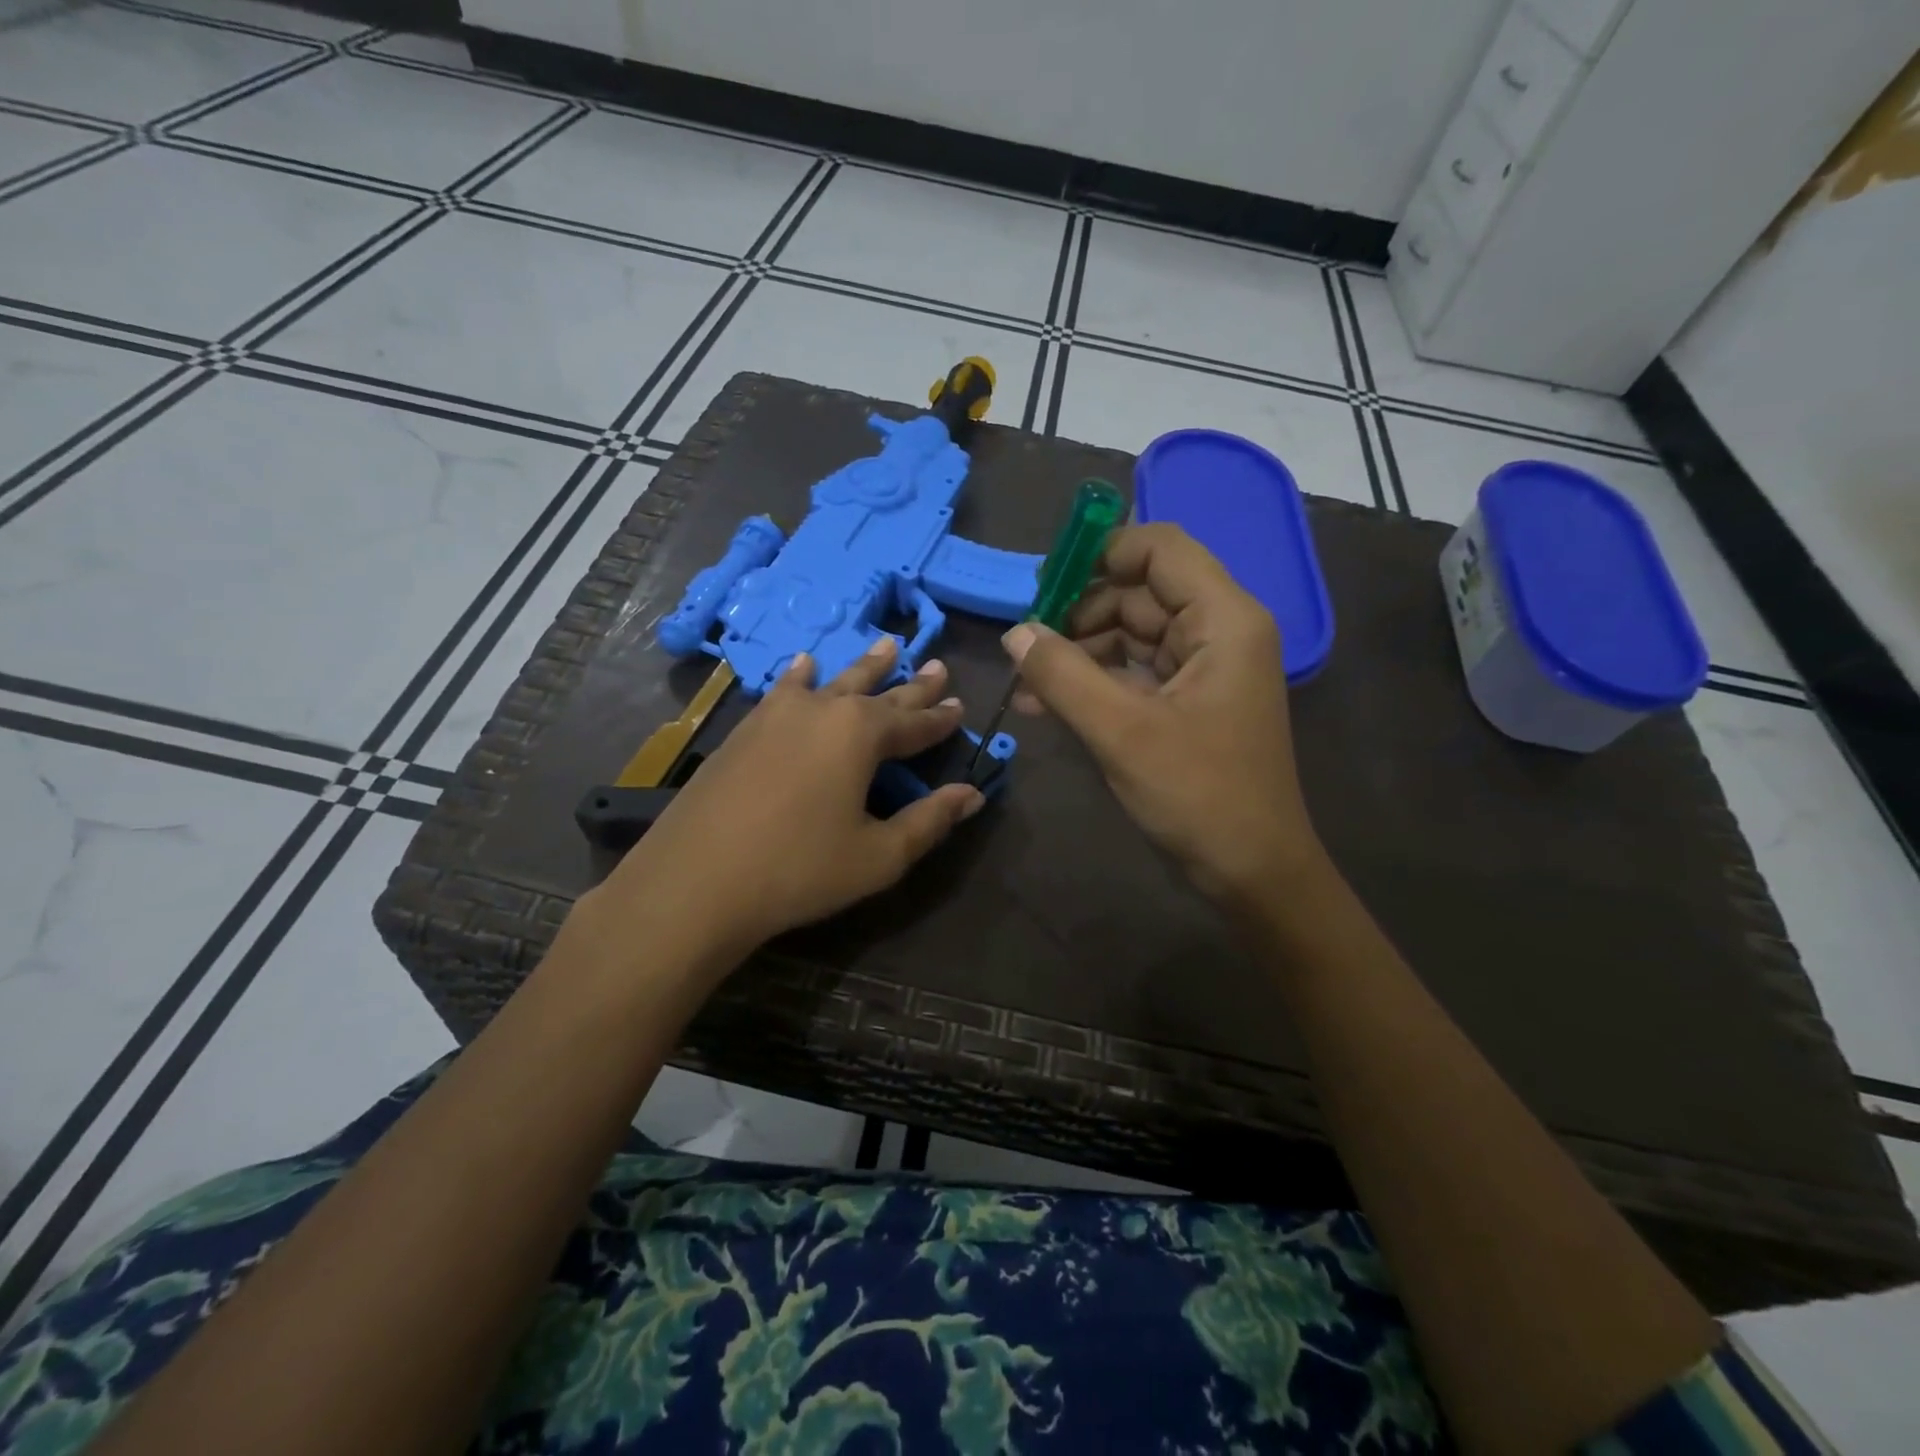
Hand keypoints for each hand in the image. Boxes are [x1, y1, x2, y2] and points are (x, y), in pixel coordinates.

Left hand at [592, 637, 983, 960]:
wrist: (696, 881)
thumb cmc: (799, 870)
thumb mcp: (878, 855)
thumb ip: (929, 820)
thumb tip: (971, 795)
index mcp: (861, 735)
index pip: (914, 723)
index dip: (941, 718)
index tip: (962, 704)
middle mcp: (823, 710)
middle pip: (878, 693)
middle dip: (912, 684)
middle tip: (937, 665)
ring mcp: (778, 714)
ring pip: (833, 681)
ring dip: (863, 666)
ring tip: (887, 644)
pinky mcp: (746, 729)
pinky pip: (784, 690)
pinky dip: (801, 676)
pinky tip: (804, 665)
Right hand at [1006, 523, 1321, 903]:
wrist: (1252, 871)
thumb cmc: (1198, 795)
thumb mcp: (1121, 732)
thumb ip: (1063, 674)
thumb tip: (1014, 632)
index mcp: (1223, 619)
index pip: (1160, 548)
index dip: (1101, 553)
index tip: (1046, 584)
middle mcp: (1219, 630)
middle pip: (1139, 591)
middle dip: (1079, 613)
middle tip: (1026, 645)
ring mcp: (1204, 667)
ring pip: (1131, 633)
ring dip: (1079, 652)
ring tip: (1028, 684)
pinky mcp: (1189, 700)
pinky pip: (1134, 672)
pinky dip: (1094, 681)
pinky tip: (1047, 704)